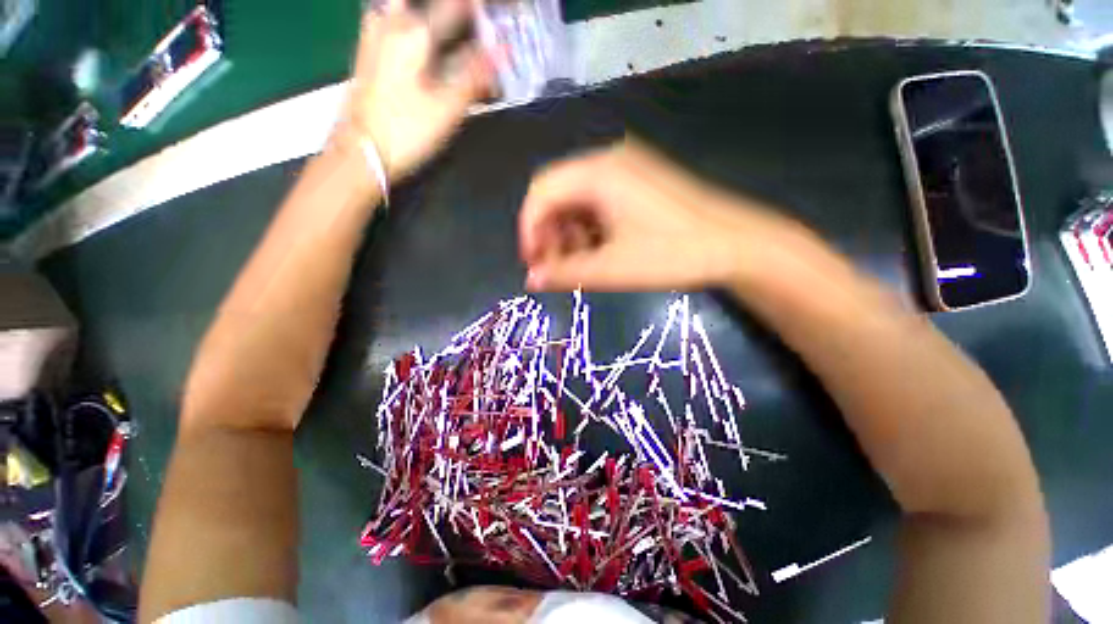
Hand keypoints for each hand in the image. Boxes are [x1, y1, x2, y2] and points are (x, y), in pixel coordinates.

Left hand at [340, 0, 493, 181]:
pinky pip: (394, 21)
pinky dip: (415, 26)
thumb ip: (474, 75)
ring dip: (434, 18)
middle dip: (454, 12)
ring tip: (451, 35)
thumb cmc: (407, 131)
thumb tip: (502, 52)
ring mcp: (376, 33)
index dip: (479, 11)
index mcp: (417, 33)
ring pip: (408, 10)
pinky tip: (423, 39)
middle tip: (472, 23)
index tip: (494, 17)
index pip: (457, 7)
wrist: (362, 150)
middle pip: (432, 6)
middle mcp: (393, 22)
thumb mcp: (448, 108)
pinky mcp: (368, 48)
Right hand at [519, 141, 801, 291]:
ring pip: (577, 200)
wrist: (737, 245)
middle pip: (557, 194)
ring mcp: (627, 170)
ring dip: (568, 234)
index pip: (541, 192)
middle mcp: (609, 162)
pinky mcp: (639, 183)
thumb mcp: (611, 269)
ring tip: (576, 265)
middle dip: (548, 233)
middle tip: (552, 268)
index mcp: (598, 173)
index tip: (532, 264)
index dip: (528, 229)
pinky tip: (597, 251)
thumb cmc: (672, 254)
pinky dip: (588, 229)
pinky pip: (598, 203)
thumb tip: (530, 281)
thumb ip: (564, 273)